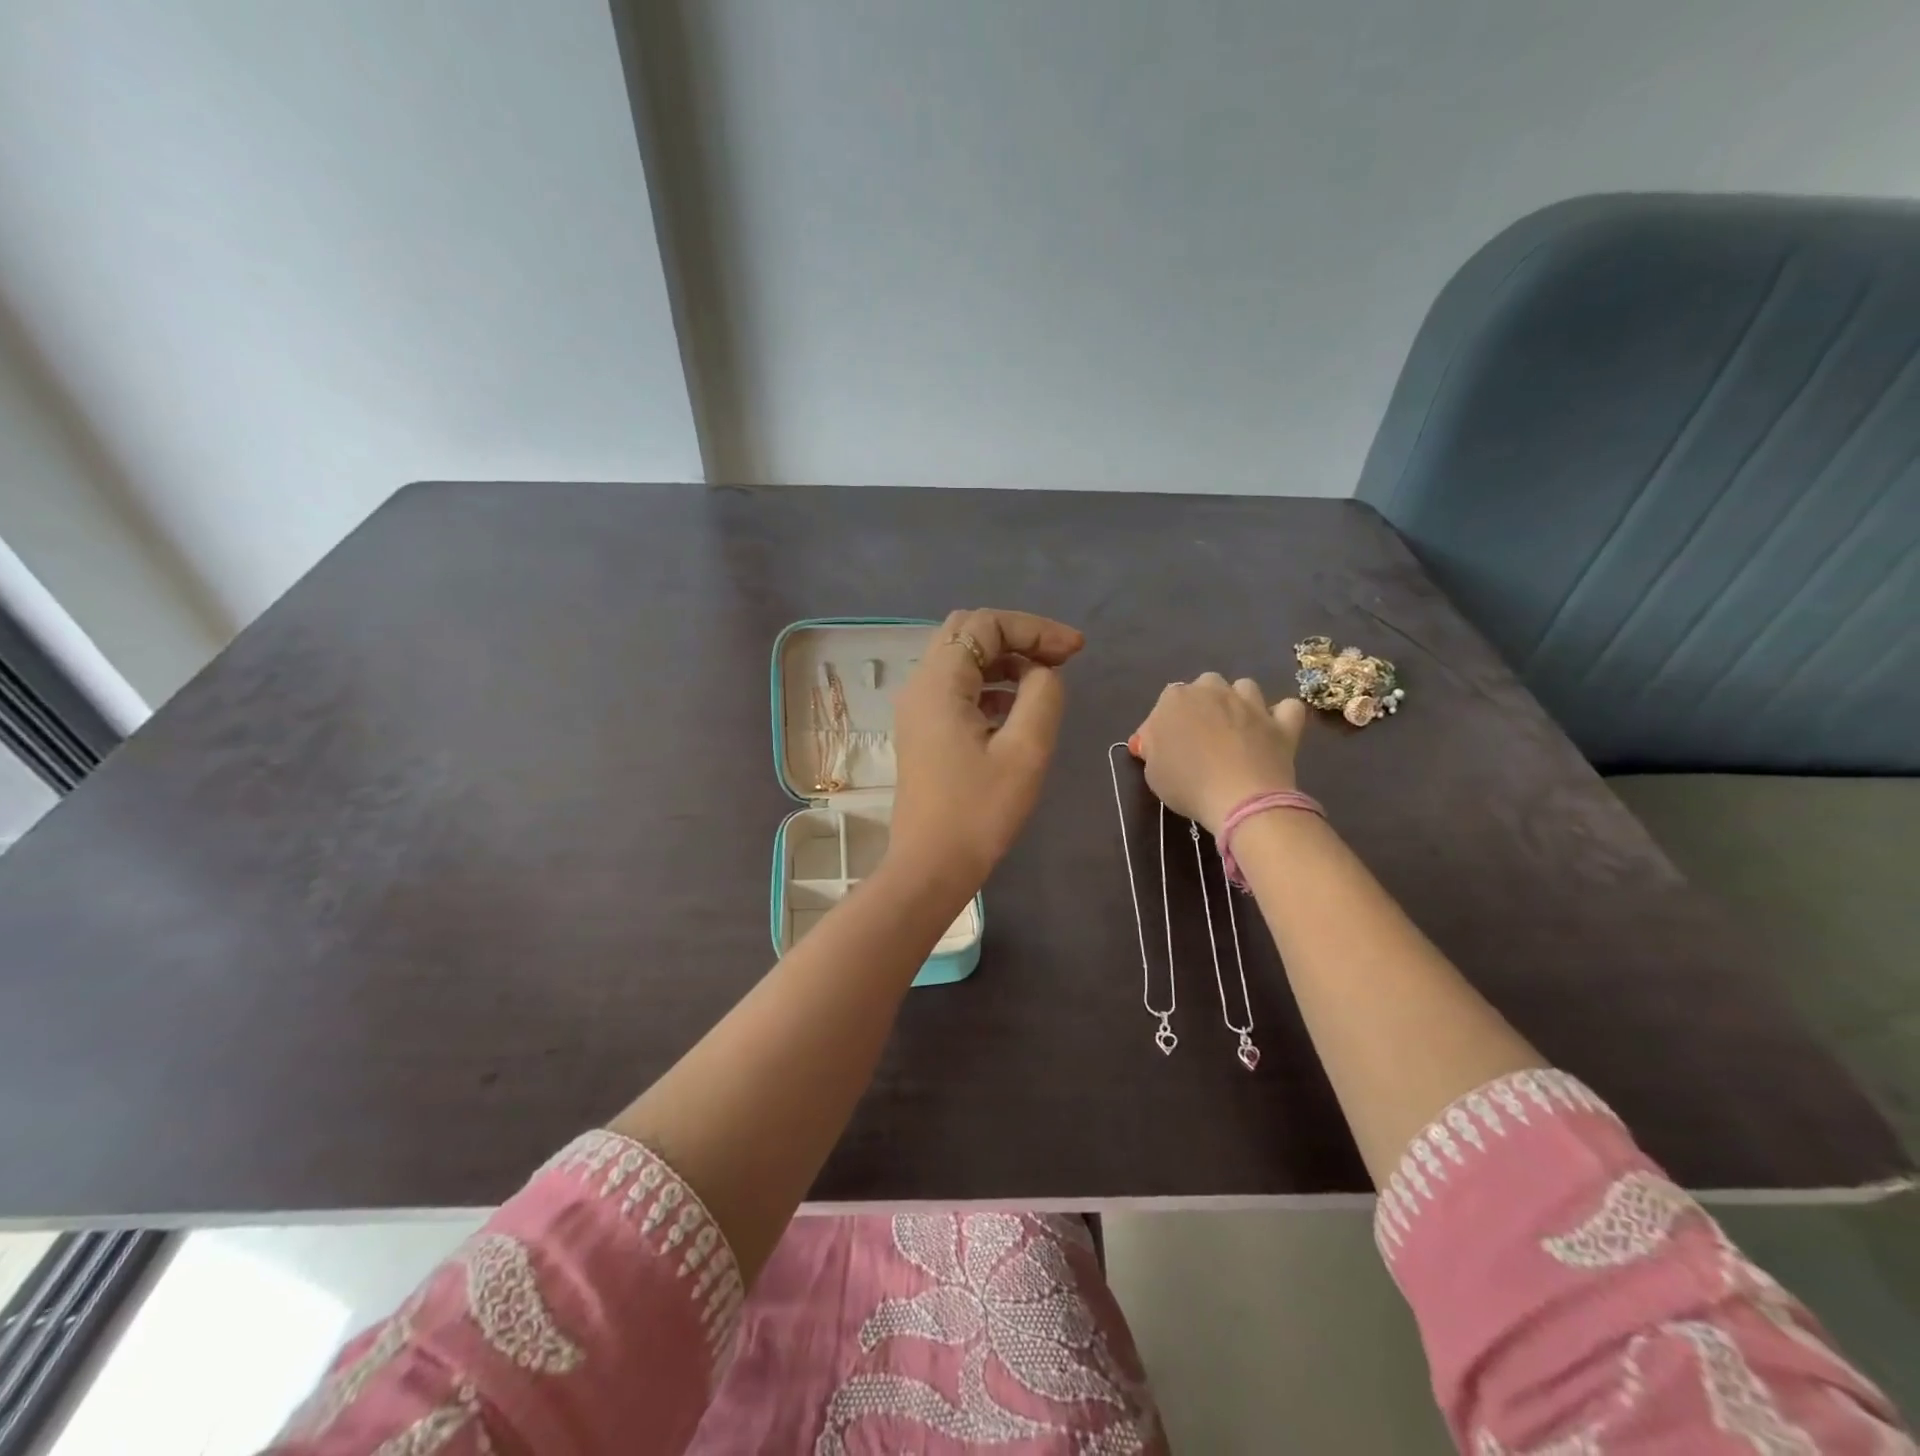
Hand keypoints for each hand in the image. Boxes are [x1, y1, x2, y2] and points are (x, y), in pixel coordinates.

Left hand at [888, 609, 1084, 894]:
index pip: (986, 624)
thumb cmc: (979, 812)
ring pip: (962, 660)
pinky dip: (990, 686)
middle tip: (1061, 658)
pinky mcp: (923, 731)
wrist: (930, 867)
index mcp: (938, 682)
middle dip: (1018, 637)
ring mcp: (917, 709)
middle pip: (968, 633)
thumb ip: (1042, 695)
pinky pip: (957, 689)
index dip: (1035, 628)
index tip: (1076, 651)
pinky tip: (1018, 709)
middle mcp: (920, 685)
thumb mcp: (1026, 750)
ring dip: (1005, 661)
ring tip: (1046, 681)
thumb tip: (1042, 673)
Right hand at [1133, 674, 1306, 833]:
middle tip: (1201, 735)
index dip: (1167, 723)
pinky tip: (1274, 729)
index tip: (1166, 747)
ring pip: (1245, 687)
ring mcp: (1251, 704)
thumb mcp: (1152, 771)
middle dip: (1204, 703)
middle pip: (1206, 685)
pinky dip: (1281, 715)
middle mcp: (1213, 691)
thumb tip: (1153, 740)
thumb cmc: (1186, 784)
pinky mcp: (1282, 723)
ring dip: (1240, 702)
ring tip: (1236, 728)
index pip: (1166, 701)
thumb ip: (1152, 748)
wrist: (1240, 798)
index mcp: (1175, 699)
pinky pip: (1288, 707)